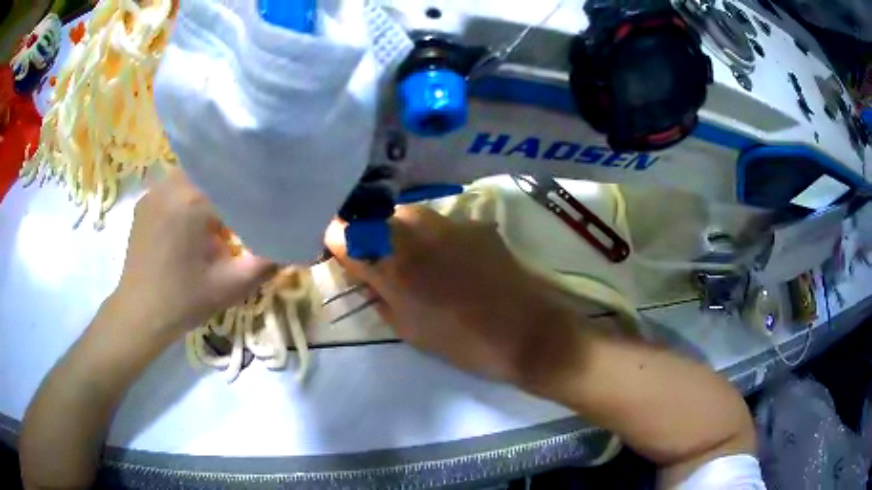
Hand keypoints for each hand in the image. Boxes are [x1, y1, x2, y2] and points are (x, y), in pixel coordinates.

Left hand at [114, 169, 275, 337]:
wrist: (140, 314)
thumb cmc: (184, 301)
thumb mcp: (231, 286)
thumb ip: (266, 263)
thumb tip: (293, 245)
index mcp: (193, 200)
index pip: (234, 181)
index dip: (253, 192)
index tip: (267, 204)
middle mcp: (172, 184)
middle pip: (213, 172)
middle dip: (231, 187)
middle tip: (244, 207)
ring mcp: (155, 191)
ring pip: (193, 175)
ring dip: (209, 189)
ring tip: (218, 213)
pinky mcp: (145, 201)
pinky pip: (174, 186)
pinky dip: (188, 194)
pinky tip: (192, 218)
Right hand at [325, 207, 582, 386]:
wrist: (527, 332)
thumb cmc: (462, 342)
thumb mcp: (407, 328)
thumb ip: (378, 294)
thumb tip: (365, 275)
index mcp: (390, 262)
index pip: (341, 232)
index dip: (337, 243)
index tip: (342, 256)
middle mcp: (412, 230)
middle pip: (372, 218)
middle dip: (369, 237)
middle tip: (381, 263)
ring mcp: (447, 220)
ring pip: (406, 215)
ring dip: (401, 234)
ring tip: (419, 260)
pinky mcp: (474, 222)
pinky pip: (441, 222)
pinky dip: (435, 237)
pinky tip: (454, 259)